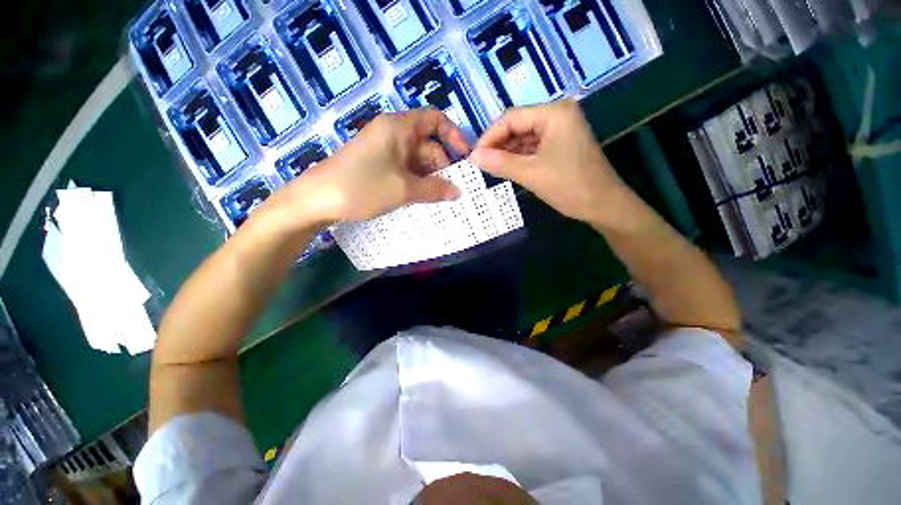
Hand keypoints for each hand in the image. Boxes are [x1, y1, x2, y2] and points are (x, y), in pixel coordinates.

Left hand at [262, 109, 470, 229]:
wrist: (317, 199)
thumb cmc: (362, 187)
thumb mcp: (404, 189)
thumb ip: (435, 189)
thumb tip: (459, 192)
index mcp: (399, 127)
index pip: (435, 120)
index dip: (454, 135)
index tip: (465, 158)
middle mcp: (393, 134)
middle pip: (428, 144)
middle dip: (442, 166)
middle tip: (453, 190)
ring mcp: (384, 151)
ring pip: (416, 160)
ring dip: (429, 178)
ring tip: (440, 199)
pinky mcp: (378, 165)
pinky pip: (404, 170)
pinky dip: (416, 182)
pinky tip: (421, 198)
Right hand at [471, 99, 631, 224]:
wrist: (603, 206)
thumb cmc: (569, 187)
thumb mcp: (530, 174)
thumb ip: (500, 163)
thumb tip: (472, 157)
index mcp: (554, 113)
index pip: (511, 118)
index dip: (489, 136)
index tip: (474, 157)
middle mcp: (558, 114)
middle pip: (517, 125)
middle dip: (498, 144)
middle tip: (481, 164)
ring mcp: (561, 129)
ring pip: (524, 136)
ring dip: (507, 151)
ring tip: (491, 168)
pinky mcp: (561, 144)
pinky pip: (533, 146)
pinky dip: (519, 157)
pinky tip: (507, 167)